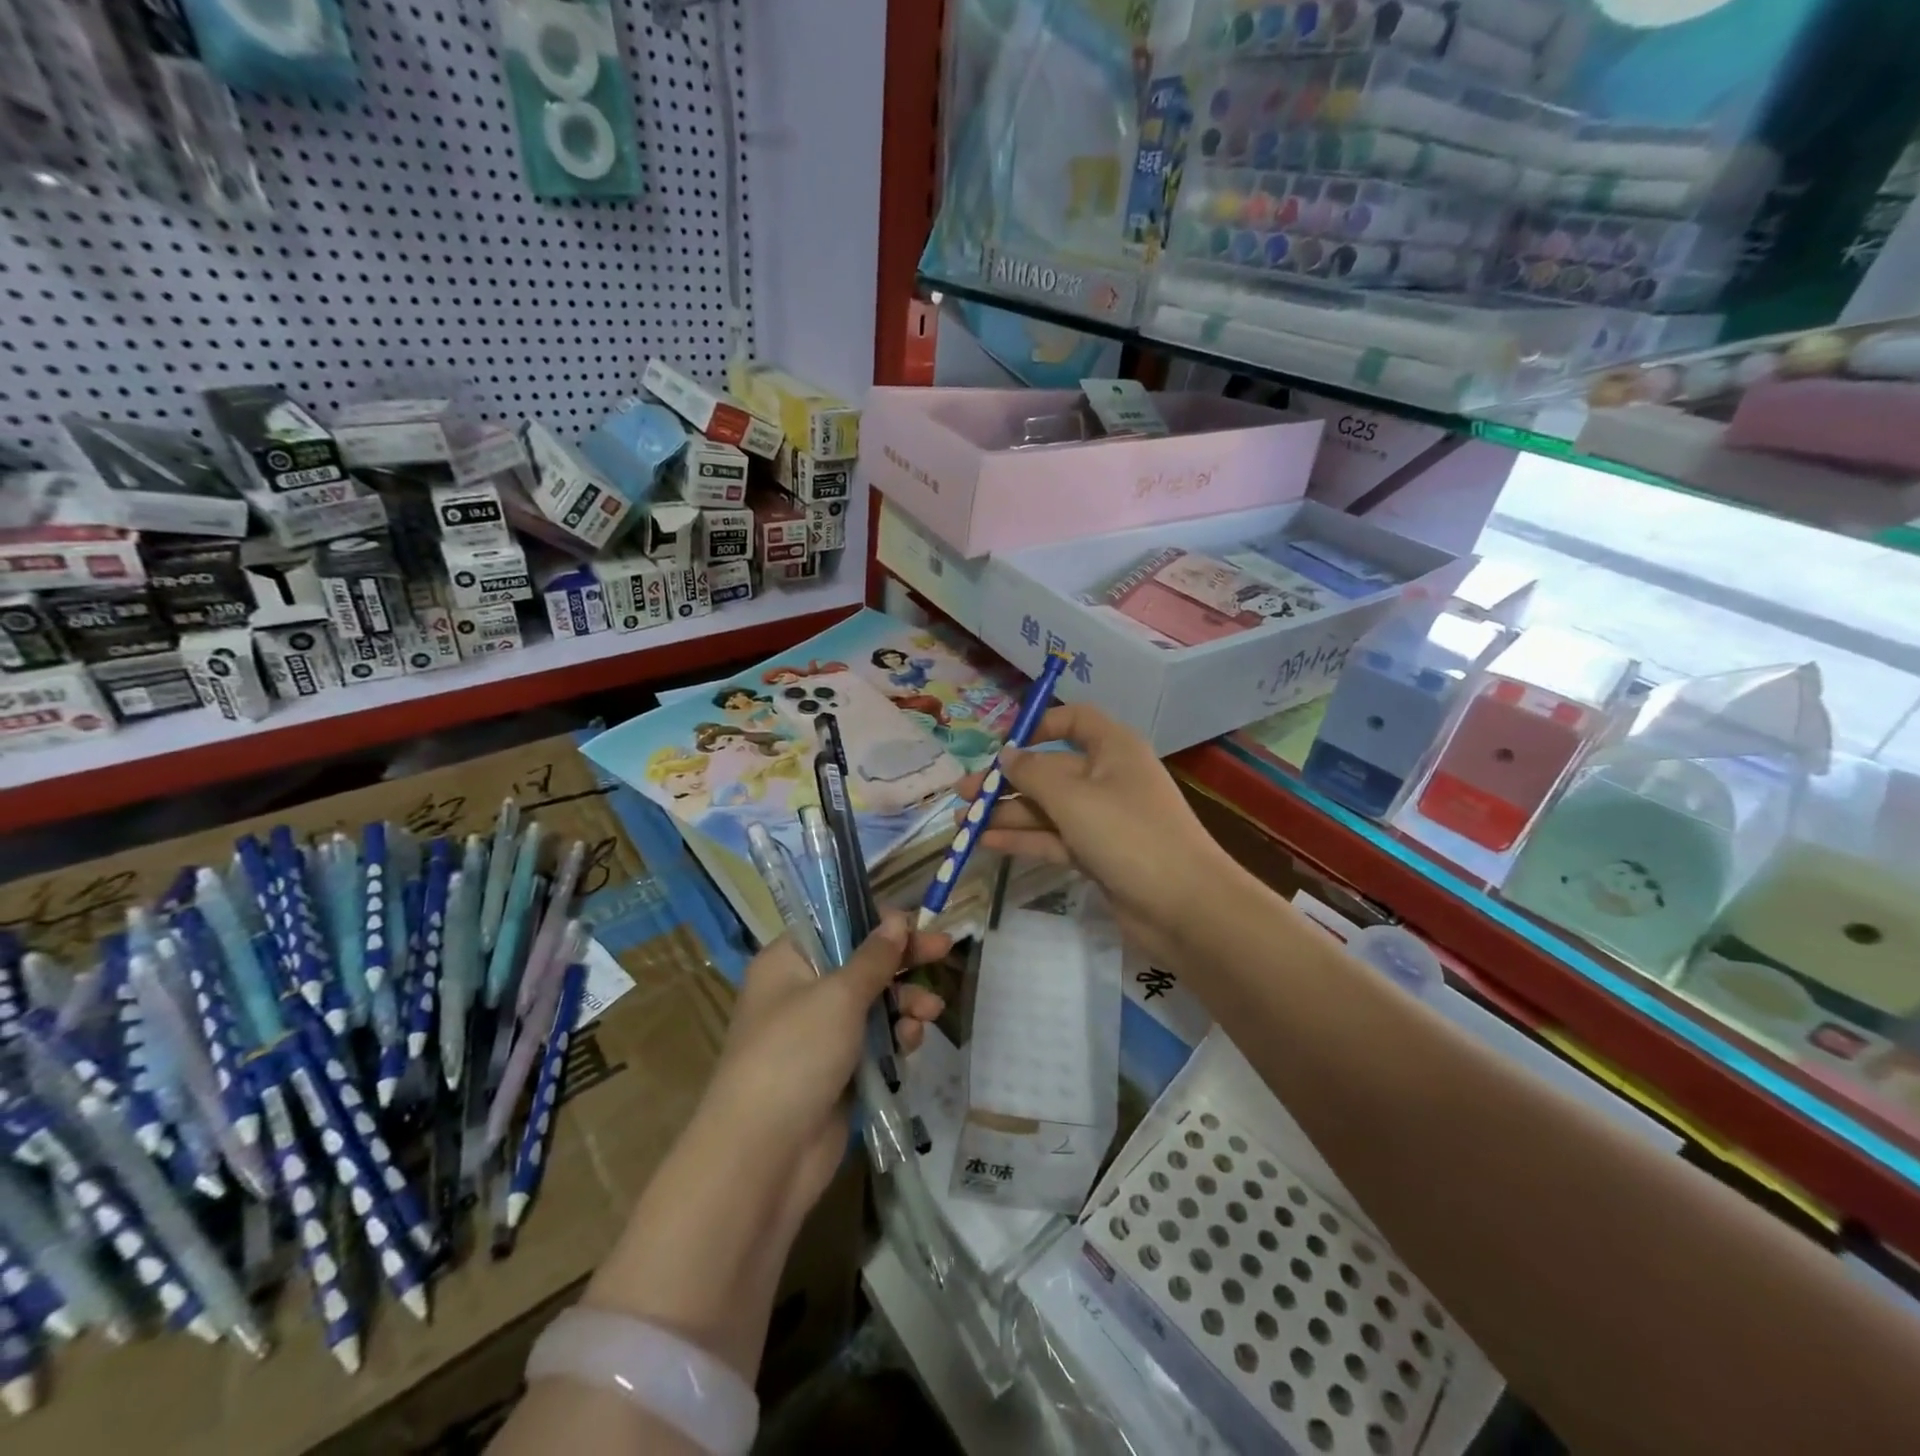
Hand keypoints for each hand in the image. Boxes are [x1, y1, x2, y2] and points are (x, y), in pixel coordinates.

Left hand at [703, 912, 949, 1230]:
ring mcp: (818, 1035)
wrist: (763, 1156)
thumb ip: (873, 958)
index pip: (835, 924)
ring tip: (930, 1011)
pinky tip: (913, 1041)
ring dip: (905, 1002)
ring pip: (873, 1004)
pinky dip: (896, 1037)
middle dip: (902, 960)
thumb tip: (897, 918)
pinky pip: (874, 1042)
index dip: (876, 921)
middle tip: (944, 949)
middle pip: (860, 963)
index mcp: (787, 962)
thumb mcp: (838, 995)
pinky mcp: (837, 1072)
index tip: (915, 921)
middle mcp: (800, 992)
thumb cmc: (795, 1054)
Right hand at [958, 703, 1246, 971]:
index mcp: (1113, 748)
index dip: (1038, 726)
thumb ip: (1032, 774)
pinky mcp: (1098, 854)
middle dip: (1007, 781)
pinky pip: (1054, 838)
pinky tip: (987, 843)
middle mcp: (1108, 777)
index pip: (1074, 720)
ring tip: (962, 824)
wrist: (1184, 906)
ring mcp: (1104, 818)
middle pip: (1051, 770)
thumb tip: (1006, 755)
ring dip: (1008, 814)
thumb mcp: (1073, 797)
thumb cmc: (1128, 834)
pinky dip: (1024, 839)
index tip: (1002, 746)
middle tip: (963, 794)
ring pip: (1048, 808)